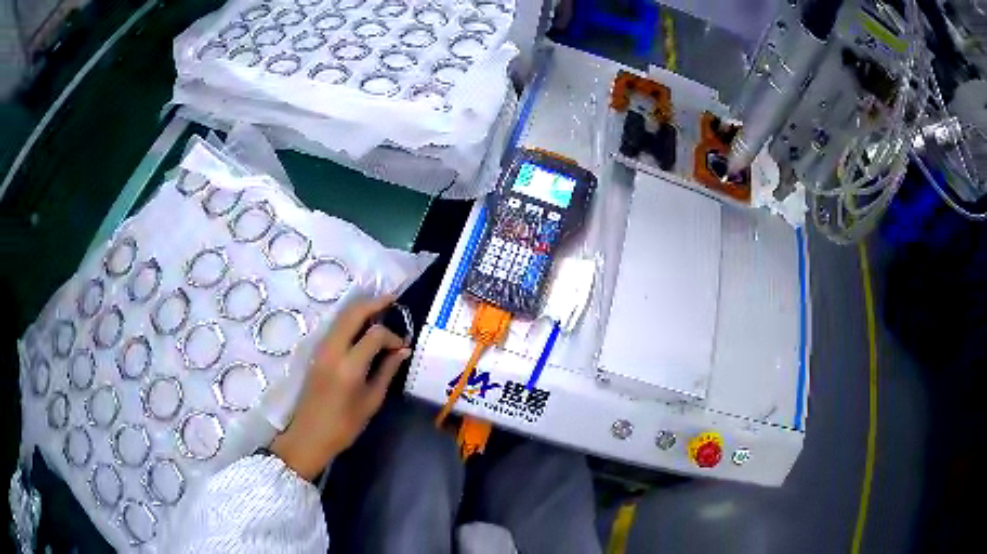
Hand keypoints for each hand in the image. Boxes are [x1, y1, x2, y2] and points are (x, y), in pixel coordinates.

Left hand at [271, 294, 410, 479]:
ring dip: (361, 309)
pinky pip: (335, 326)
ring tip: (380, 310)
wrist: (309, 436)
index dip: (392, 335)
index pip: (375, 334)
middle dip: (374, 303)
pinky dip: (350, 319)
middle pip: (353, 313)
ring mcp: (321, 348)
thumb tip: (403, 350)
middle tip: (393, 299)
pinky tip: (362, 326)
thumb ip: (387, 371)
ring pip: (341, 316)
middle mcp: (333, 349)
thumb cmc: (344, 425)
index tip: (402, 346)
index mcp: (349, 366)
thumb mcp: (371, 401)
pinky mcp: (316, 352)